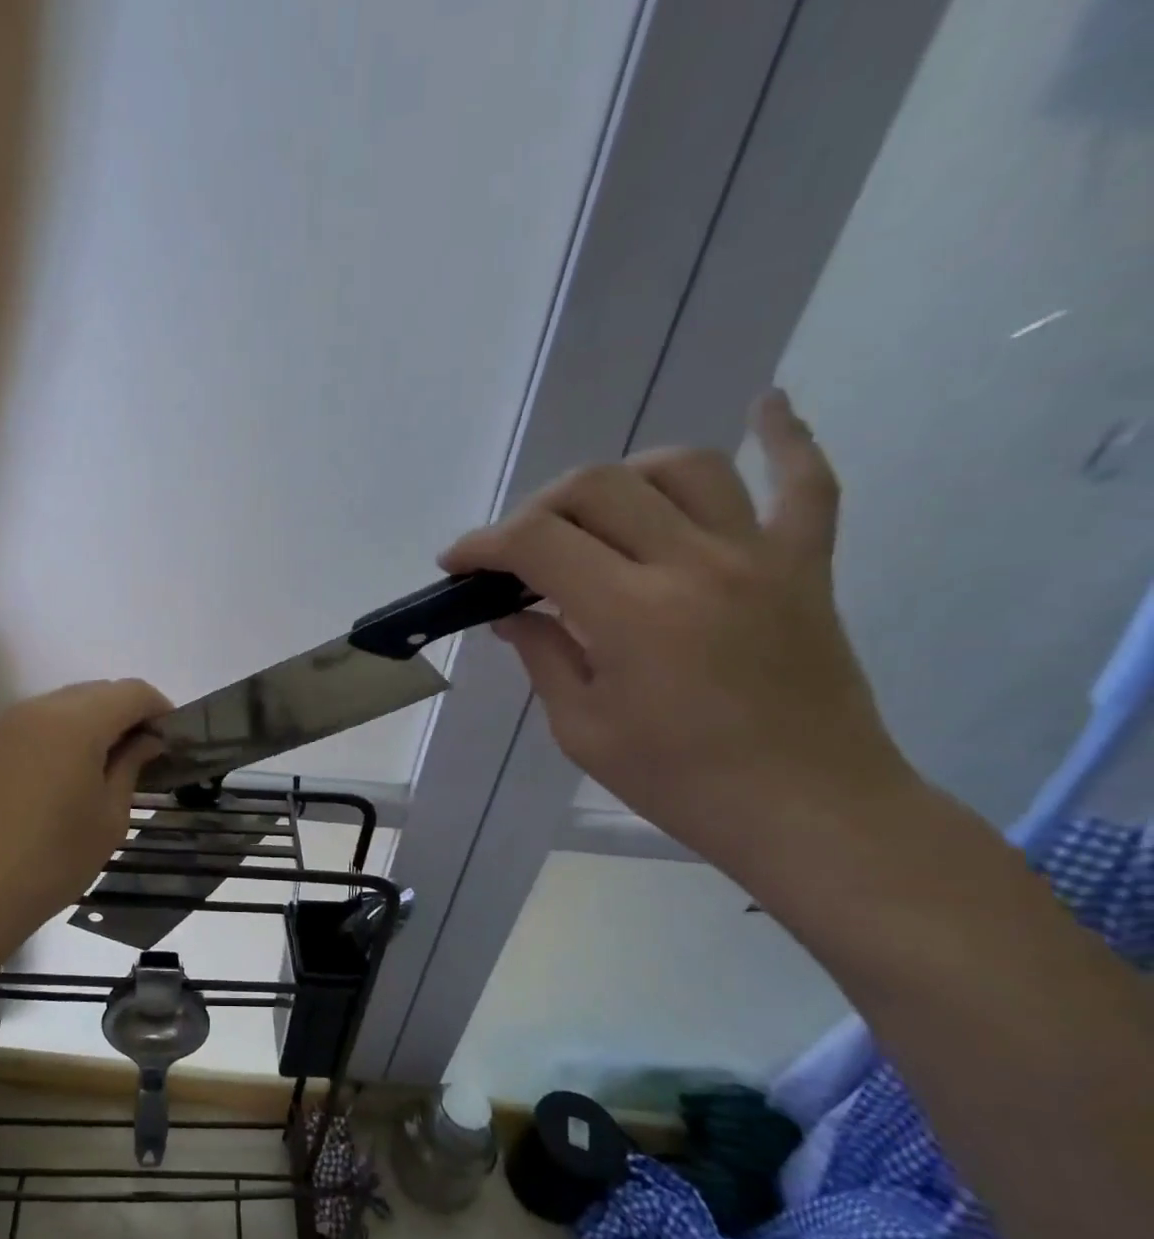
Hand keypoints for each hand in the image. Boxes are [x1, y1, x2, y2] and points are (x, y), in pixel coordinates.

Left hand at [0, 679, 171, 947]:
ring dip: (88, 725)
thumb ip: (131, 767)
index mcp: (76, 722)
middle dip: (124, 715)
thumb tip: (146, 741)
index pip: (131, 692)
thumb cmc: (53, 859)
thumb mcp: (109, 818)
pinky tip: (56, 781)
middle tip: (141, 756)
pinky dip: (54, 740)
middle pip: (94, 692)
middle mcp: (36, 710)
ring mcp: (1, 726)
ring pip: (59, 707)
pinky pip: (29, 728)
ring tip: (99, 769)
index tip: (172, 741)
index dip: (159, 709)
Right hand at [441, 390, 918, 864]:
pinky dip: (786, 437)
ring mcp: (759, 556)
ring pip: (684, 468)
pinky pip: (806, 483)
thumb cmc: (679, 781)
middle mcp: (694, 564)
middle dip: (539, 508)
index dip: (483, 544)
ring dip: (623, 477)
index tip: (456, 563)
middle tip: (518, 550)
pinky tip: (766, 405)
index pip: (537, 543)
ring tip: (598, 511)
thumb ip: (542, 656)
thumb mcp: (582, 729)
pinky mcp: (805, 565)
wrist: (807, 809)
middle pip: (599, 488)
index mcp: (631, 613)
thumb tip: (512, 614)